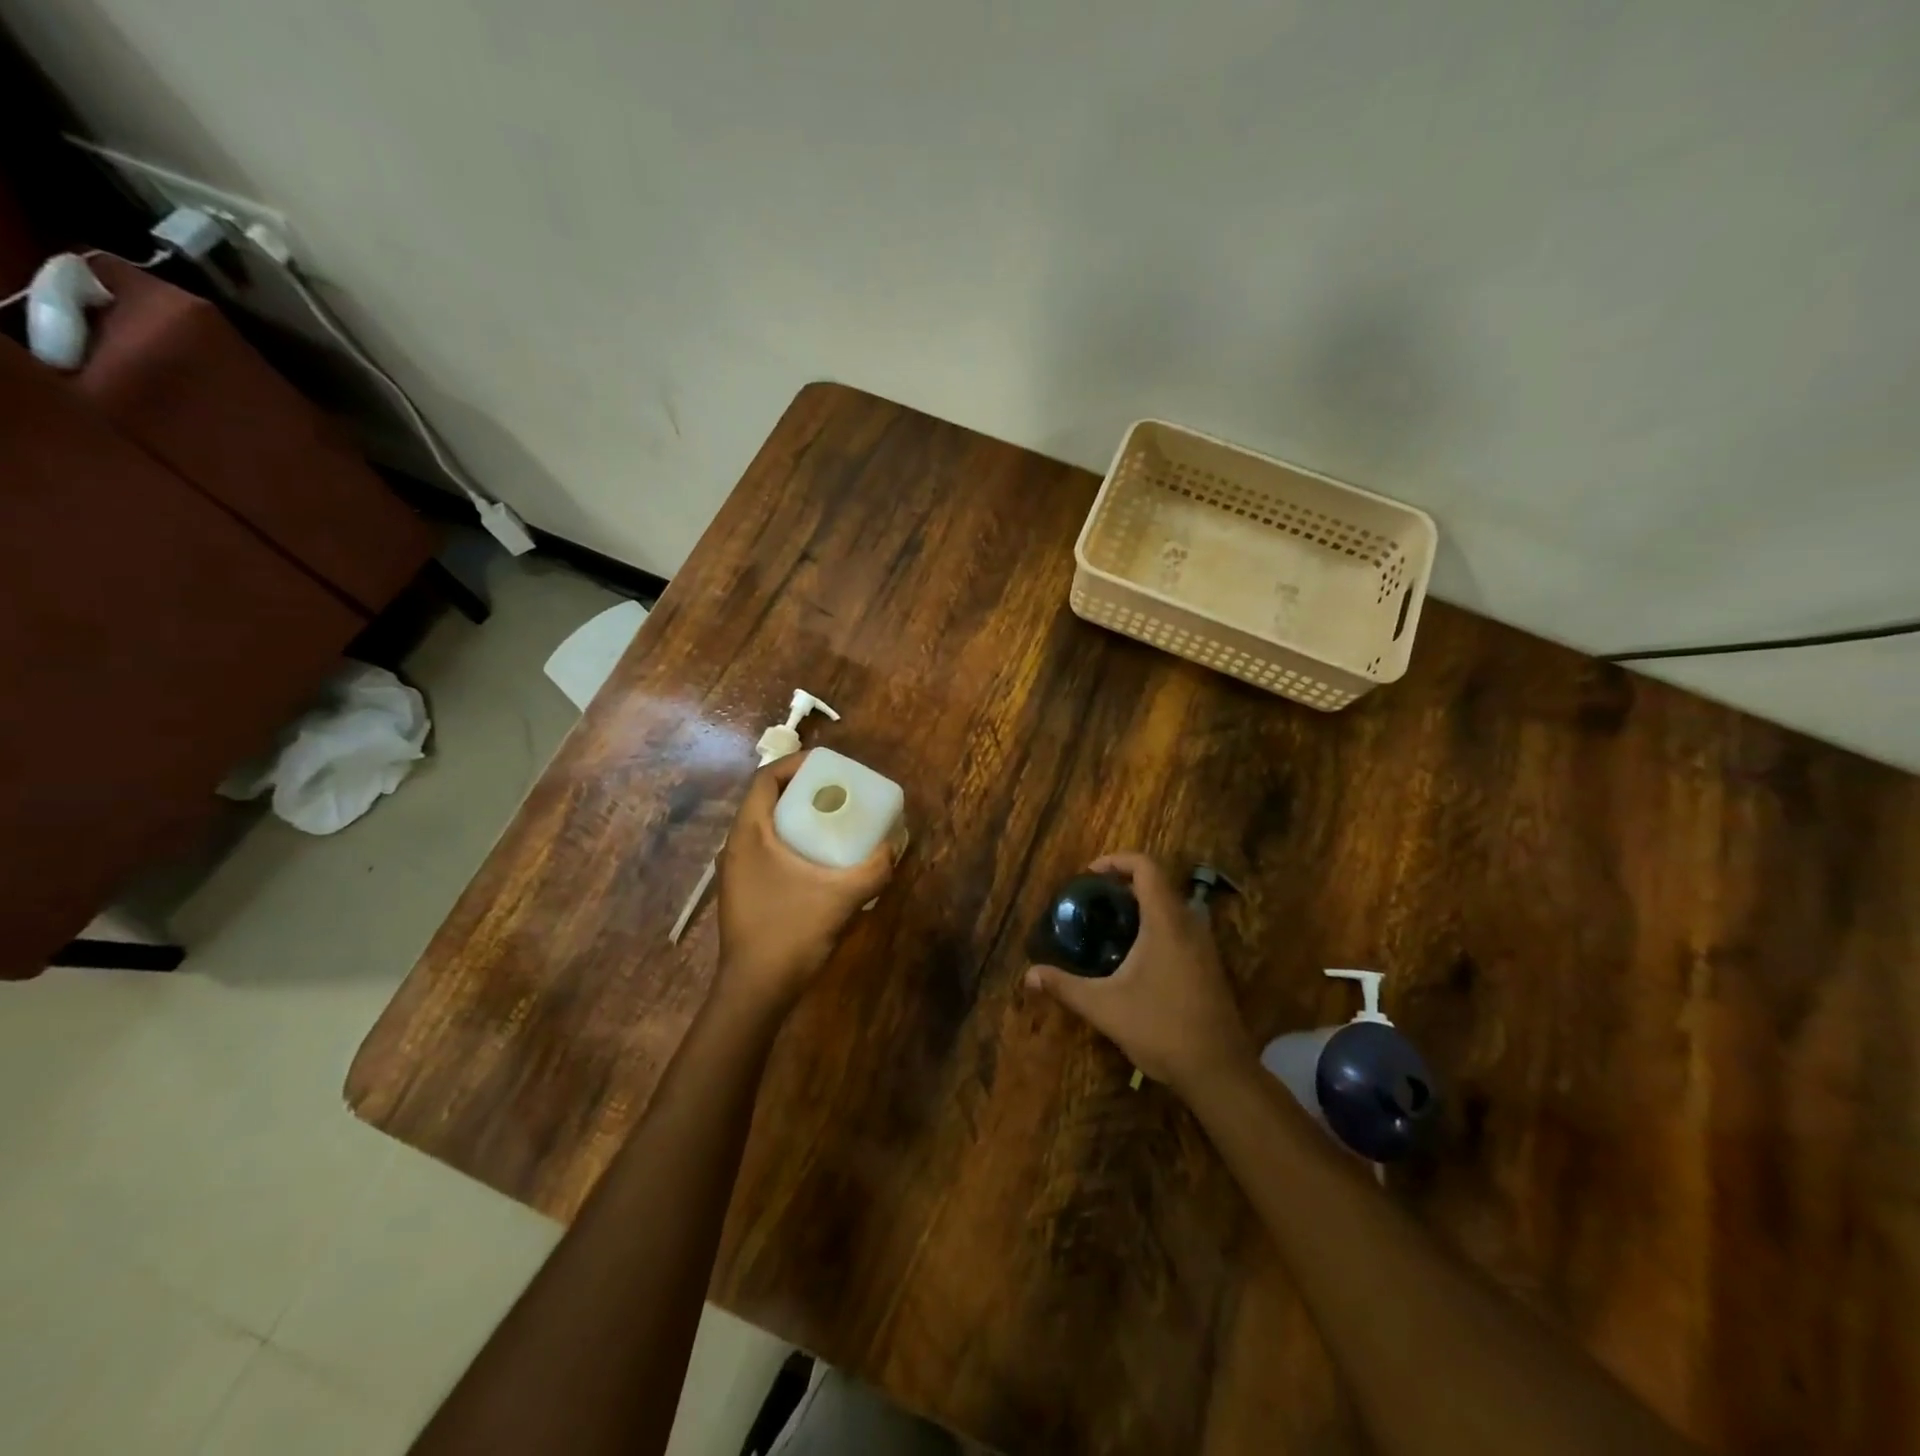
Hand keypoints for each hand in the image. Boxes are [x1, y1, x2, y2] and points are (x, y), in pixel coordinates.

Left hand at [715, 752, 896, 1015]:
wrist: (756, 990)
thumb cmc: (791, 933)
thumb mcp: (841, 897)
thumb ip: (873, 869)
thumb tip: (894, 849)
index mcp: (749, 834)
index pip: (766, 778)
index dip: (796, 765)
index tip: (829, 768)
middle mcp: (736, 846)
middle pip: (766, 800)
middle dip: (803, 791)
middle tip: (838, 794)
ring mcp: (736, 871)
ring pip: (766, 827)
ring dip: (797, 818)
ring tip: (833, 823)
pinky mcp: (743, 891)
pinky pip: (767, 851)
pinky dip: (792, 843)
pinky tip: (819, 862)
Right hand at [1025, 852, 1251, 1096]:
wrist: (1218, 1070)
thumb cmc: (1161, 1028)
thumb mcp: (1104, 1007)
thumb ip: (1065, 987)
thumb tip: (1028, 975)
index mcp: (1166, 922)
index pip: (1146, 867)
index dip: (1117, 861)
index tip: (1089, 875)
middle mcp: (1189, 924)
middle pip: (1158, 884)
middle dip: (1124, 884)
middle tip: (1093, 901)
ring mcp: (1204, 945)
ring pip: (1172, 906)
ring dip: (1142, 906)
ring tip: (1109, 925)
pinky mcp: (1210, 965)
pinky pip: (1181, 928)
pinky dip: (1156, 926)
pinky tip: (1134, 957)